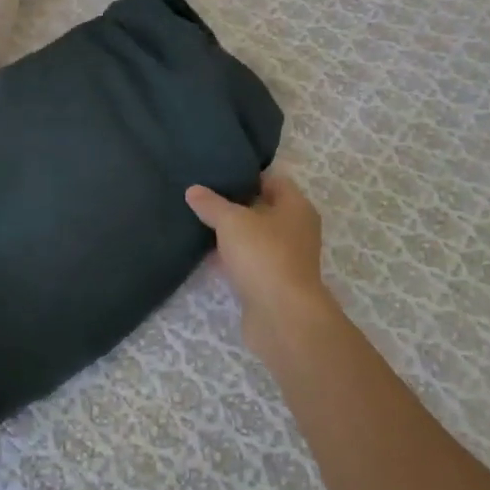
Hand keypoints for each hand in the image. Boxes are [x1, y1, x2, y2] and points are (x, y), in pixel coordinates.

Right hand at [186, 172, 338, 359]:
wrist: (282, 317)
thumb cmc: (263, 255)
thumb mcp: (232, 221)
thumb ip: (211, 204)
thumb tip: (193, 190)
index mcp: (296, 207)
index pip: (272, 180)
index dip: (246, 174)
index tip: (218, 172)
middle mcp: (296, 230)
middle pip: (263, 209)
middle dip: (235, 204)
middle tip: (202, 196)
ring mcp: (285, 259)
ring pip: (254, 237)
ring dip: (231, 234)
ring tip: (198, 222)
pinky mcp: (272, 283)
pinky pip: (248, 262)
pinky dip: (231, 258)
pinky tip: (206, 255)